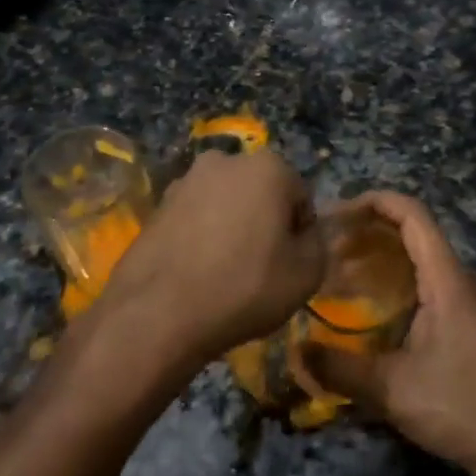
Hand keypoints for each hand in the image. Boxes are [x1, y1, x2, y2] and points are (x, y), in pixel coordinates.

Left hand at [100, 149, 324, 365]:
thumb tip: (304, 235)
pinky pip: (195, 219)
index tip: (290, 265)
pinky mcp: (157, 206)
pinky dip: (201, 238)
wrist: (158, 314)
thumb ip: (318, 244)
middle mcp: (225, 160)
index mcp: (269, 167)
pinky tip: (197, 273)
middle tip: (261, 268)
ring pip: (225, 205)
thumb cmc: (245, 287)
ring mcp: (185, 181)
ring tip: (225, 274)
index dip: (300, 234)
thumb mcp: (307, 274)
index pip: (301, 199)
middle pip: (261, 194)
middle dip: (264, 223)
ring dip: (231, 229)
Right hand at [303, 192, 475, 475]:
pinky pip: (429, 280)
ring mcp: (468, 300)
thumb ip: (341, 369)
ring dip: (384, 255)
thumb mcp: (393, 390)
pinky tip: (372, 305)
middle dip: (371, 229)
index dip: (376, 202)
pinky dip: (397, 278)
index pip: (414, 215)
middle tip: (329, 245)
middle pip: (416, 232)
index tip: (337, 211)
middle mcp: (460, 280)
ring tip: (341, 270)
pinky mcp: (469, 321)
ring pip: (423, 257)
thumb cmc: (460, 407)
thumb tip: (297, 351)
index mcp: (447, 280)